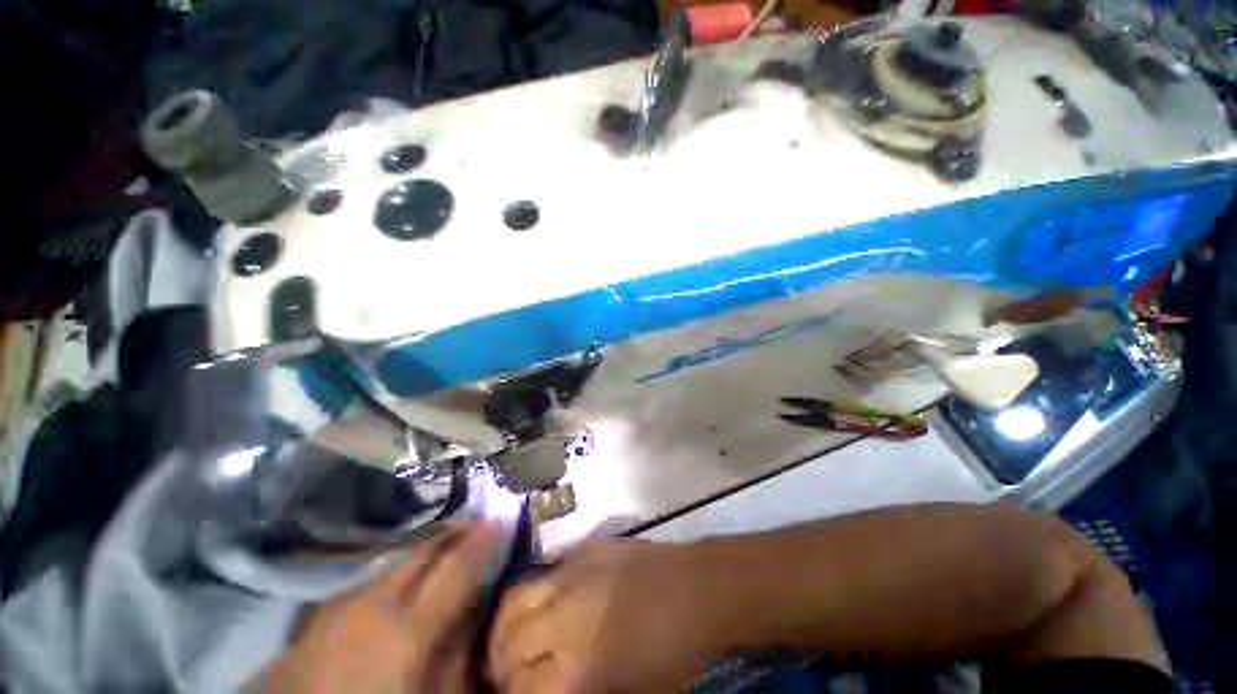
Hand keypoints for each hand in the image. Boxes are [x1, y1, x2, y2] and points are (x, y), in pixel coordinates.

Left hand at [253, 524, 501, 692]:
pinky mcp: (306, 626)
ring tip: (438, 549)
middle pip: (419, 552)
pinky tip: (389, 587)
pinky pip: (357, 587)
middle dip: (451, 534)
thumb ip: (461, 645)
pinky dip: (384, 578)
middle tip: (474, 524)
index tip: (501, 517)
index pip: (458, 565)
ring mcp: (331, 612)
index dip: (484, 538)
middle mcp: (368, 605)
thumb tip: (482, 599)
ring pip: (387, 564)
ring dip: (418, 553)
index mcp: (407, 627)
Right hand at [488, 540, 717, 693]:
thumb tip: (552, 685)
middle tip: (511, 675)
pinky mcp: (587, 548)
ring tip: (516, 640)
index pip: (519, 689)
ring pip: (516, 599)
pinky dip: (533, 595)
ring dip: (507, 626)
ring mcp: (574, 573)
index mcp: (580, 666)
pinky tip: (546, 605)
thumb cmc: (675, 654)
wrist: (702, 590)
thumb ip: (583, 690)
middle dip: (501, 666)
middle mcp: (566, 615)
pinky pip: (545, 572)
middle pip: (508, 643)